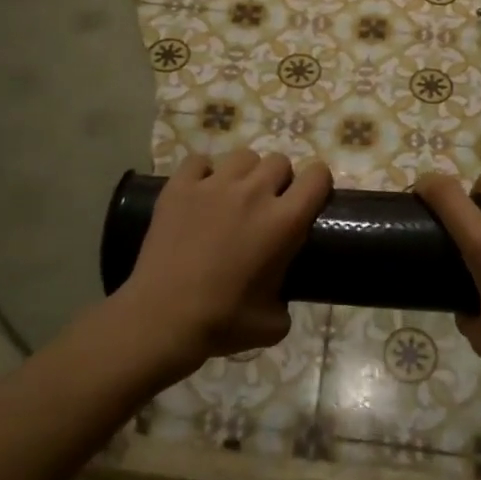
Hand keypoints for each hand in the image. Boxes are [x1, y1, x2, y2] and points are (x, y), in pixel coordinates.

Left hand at [118, 151, 331, 376]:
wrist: (162, 319)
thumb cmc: (223, 322)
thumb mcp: (275, 323)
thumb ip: (287, 297)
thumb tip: (281, 293)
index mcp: (284, 221)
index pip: (317, 176)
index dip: (318, 184)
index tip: (310, 199)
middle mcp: (254, 193)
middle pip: (279, 161)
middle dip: (279, 180)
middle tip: (268, 205)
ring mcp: (214, 185)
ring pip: (243, 156)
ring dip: (245, 173)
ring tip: (234, 196)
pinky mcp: (179, 187)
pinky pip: (198, 161)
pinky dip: (203, 173)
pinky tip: (200, 193)